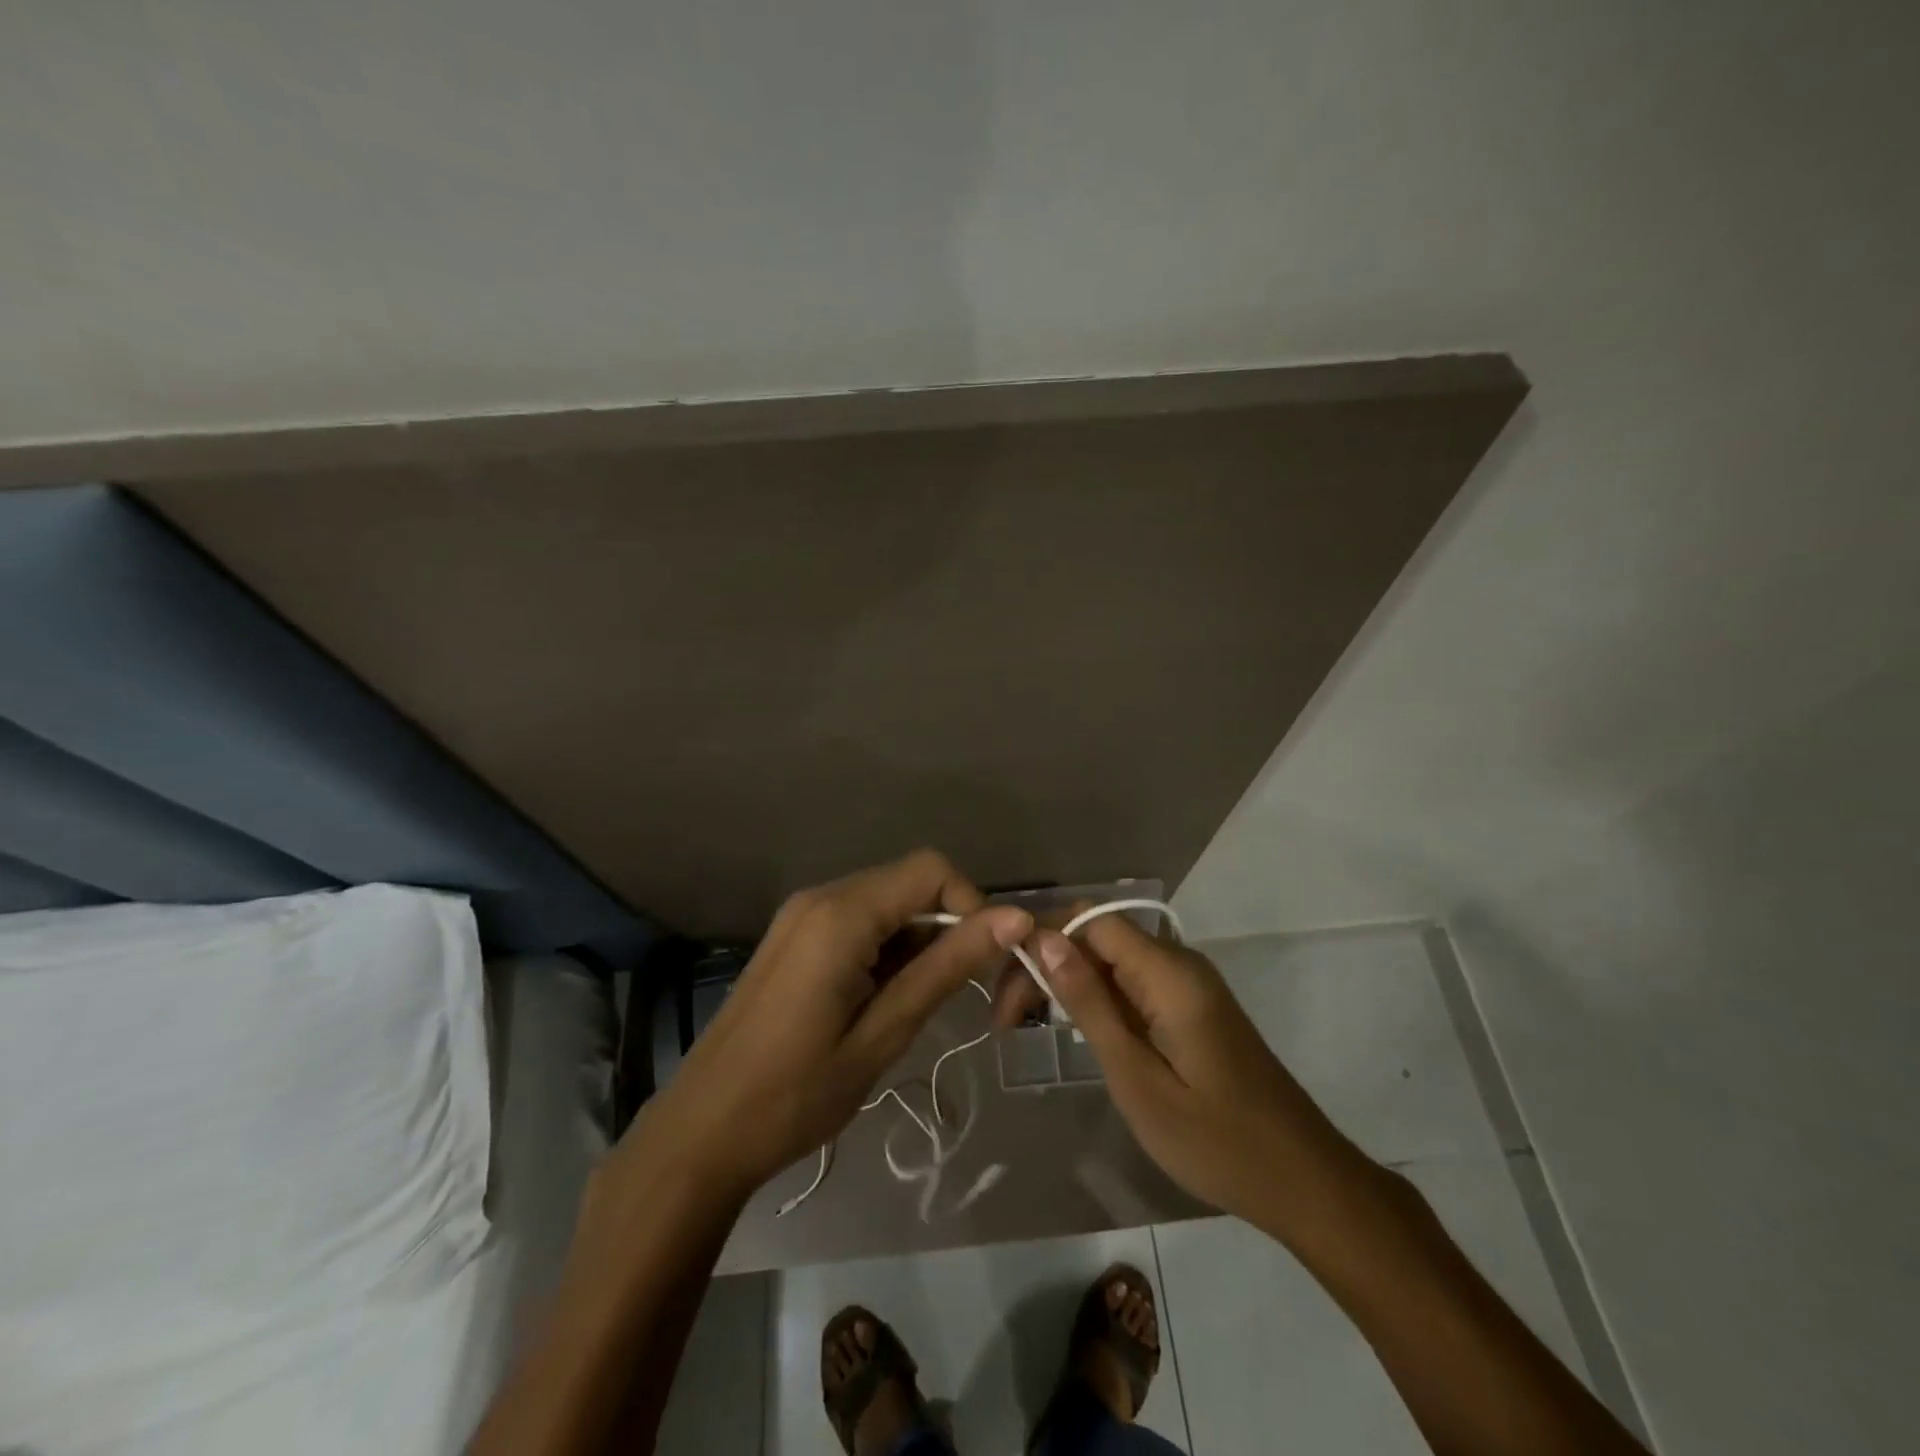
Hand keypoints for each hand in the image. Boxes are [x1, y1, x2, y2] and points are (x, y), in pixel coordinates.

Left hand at [603, 850, 1032, 1207]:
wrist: (701, 1133)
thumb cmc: (795, 1095)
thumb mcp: (883, 1033)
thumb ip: (947, 967)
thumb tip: (1015, 918)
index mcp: (841, 913)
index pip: (932, 869)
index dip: (971, 905)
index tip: (984, 965)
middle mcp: (821, 896)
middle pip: (908, 883)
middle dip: (947, 926)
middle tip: (960, 994)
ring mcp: (801, 914)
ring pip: (886, 903)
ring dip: (917, 942)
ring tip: (914, 1007)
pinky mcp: (793, 936)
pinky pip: (858, 921)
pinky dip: (886, 949)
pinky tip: (881, 1001)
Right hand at [1028, 914, 1356, 1225]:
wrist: (1301, 1180)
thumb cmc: (1215, 1139)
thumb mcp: (1137, 1077)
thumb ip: (1091, 1004)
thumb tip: (1045, 940)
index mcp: (1169, 972)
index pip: (1091, 920)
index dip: (1042, 940)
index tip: (1004, 988)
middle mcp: (1179, 963)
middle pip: (1098, 936)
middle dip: (1047, 964)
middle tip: (1007, 1019)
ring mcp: (1188, 984)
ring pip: (1112, 960)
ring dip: (1068, 982)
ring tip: (1027, 1024)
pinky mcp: (1191, 1007)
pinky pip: (1133, 983)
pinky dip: (1097, 998)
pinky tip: (1074, 1029)